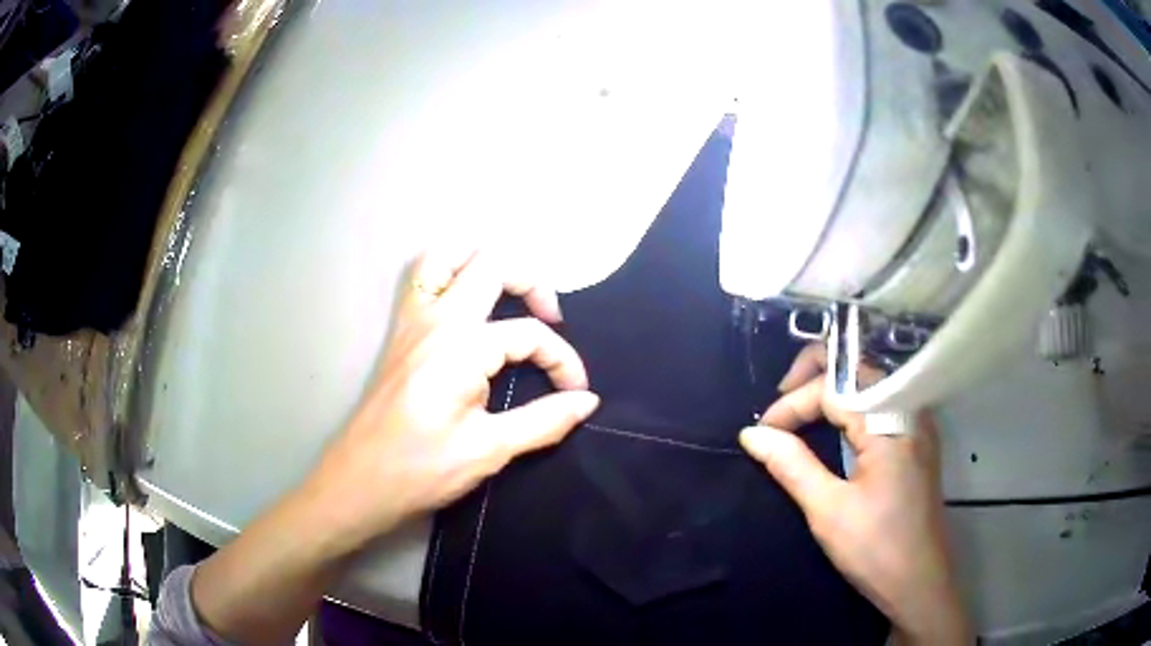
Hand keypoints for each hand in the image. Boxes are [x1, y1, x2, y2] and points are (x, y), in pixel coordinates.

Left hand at [190, 245, 598, 644]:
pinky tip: (465, 298)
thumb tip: (587, 403)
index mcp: (461, 347)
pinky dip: (450, 271)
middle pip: (493, 265)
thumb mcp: (488, 450)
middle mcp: (436, 319)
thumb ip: (543, 421)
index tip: (576, 393)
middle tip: (551, 318)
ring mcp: (412, 320)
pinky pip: (423, 278)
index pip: (529, 335)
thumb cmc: (421, 470)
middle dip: (533, 283)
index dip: (562, 360)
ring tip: (508, 290)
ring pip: (446, 255)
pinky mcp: (399, 332)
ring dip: (482, 260)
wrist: (359, 481)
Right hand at [739, 345, 969, 644]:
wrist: (919, 583)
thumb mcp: (827, 509)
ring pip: (870, 383)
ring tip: (798, 412)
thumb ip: (791, 464)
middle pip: (857, 369)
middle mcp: (909, 410)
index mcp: (890, 422)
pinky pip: (881, 404)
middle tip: (779, 404)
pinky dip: (851, 406)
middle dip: (814, 376)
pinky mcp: (917, 441)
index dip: (793, 402)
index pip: (834, 387)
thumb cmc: (875, 548)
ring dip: (832, 389)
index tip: (762, 430)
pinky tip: (832, 425)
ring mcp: (917, 424)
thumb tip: (752, 433)